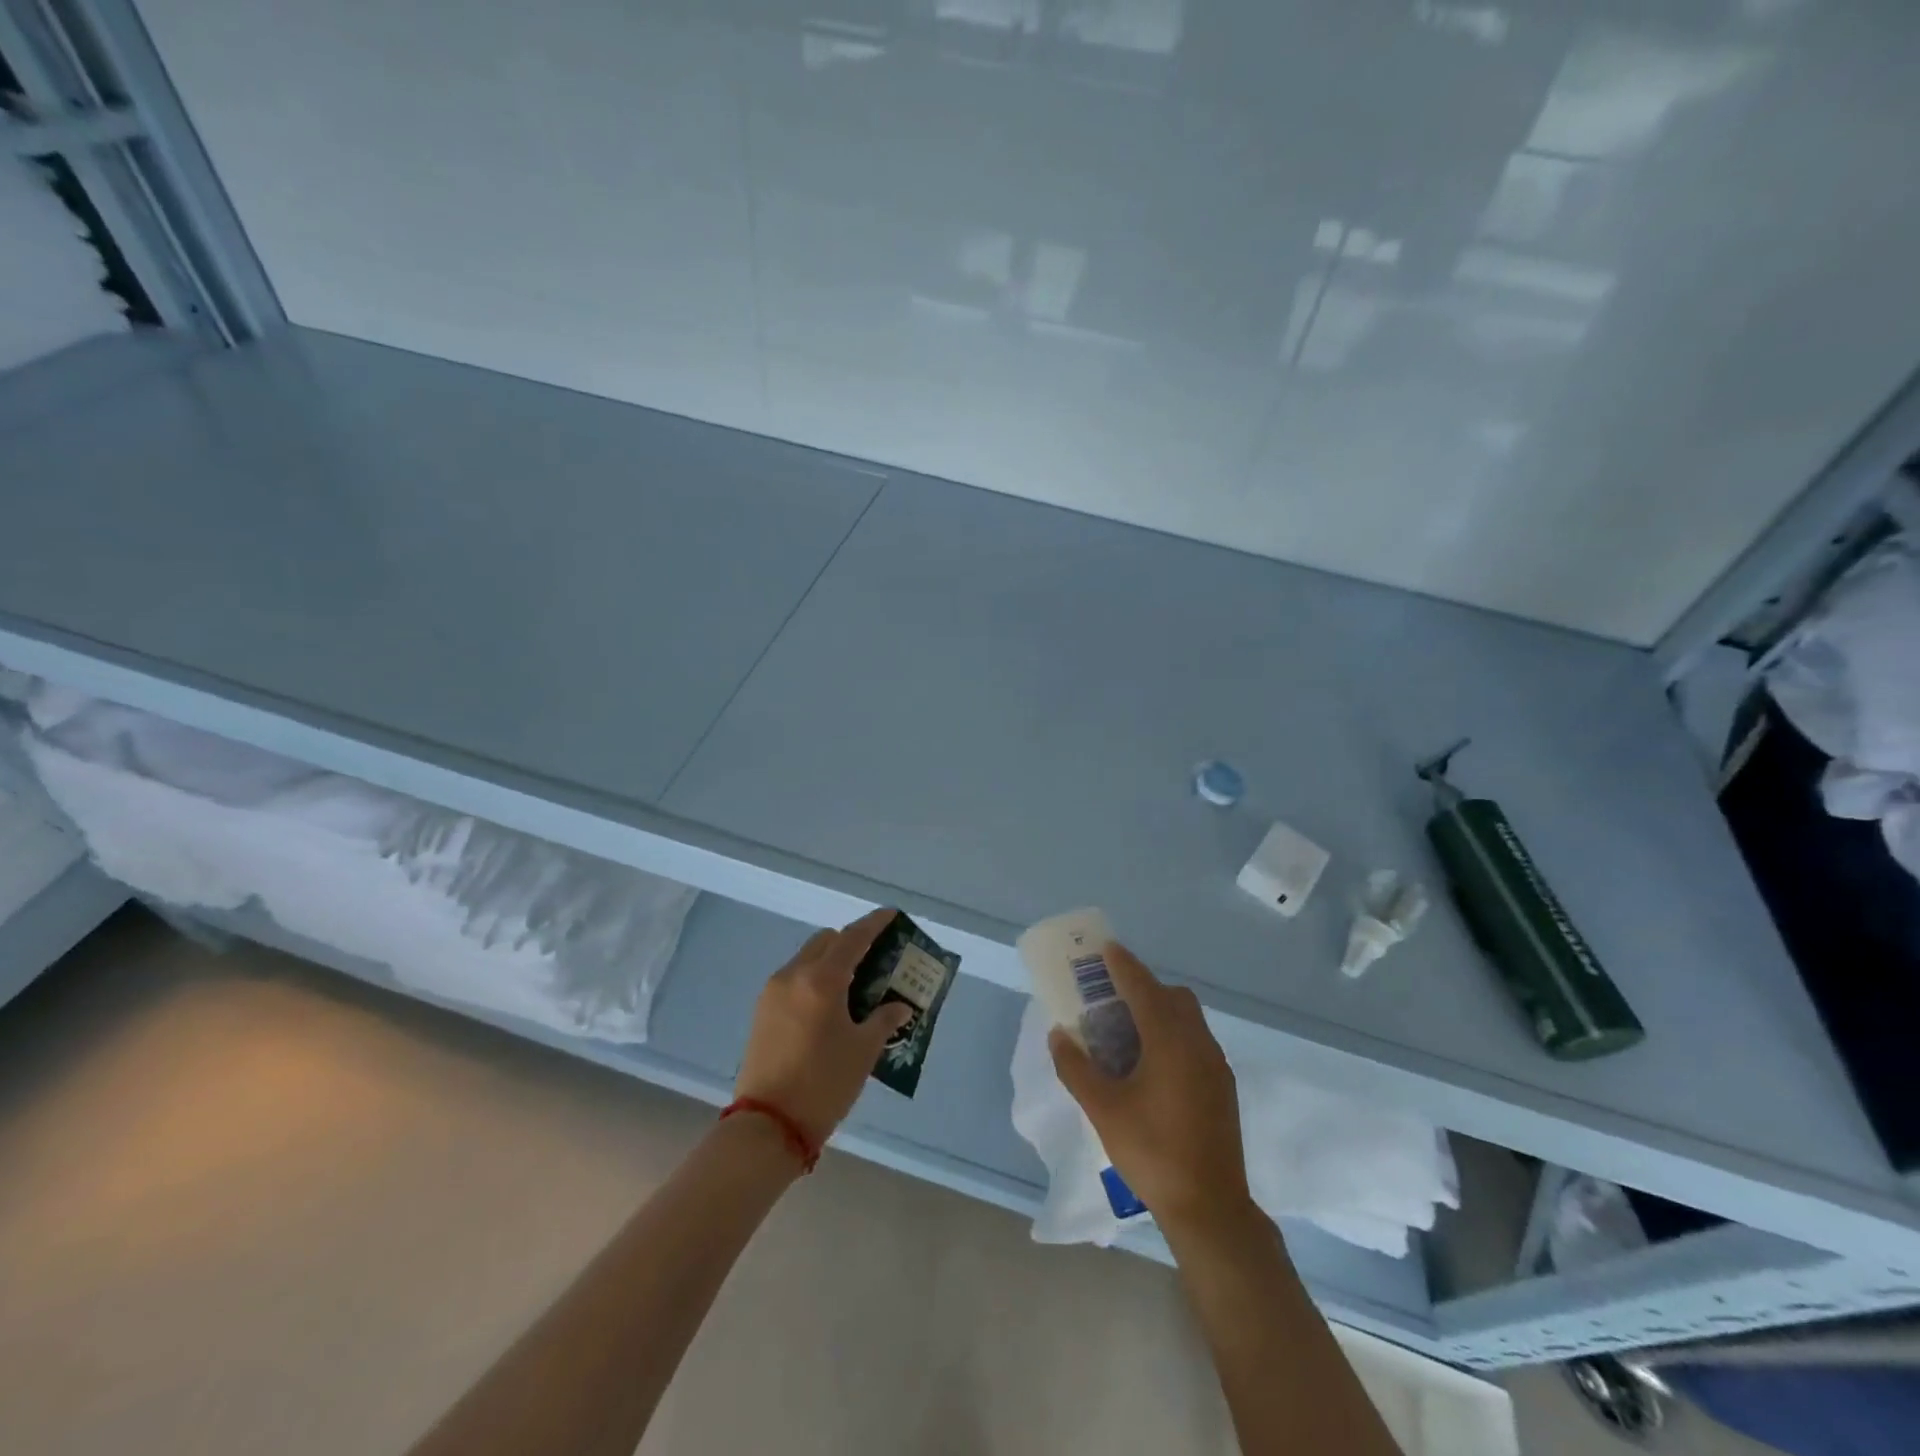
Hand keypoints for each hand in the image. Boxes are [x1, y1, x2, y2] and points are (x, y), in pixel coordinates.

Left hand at [735, 909, 912, 1149]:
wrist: (768, 1125)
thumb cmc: (824, 1083)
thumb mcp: (863, 1051)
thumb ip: (884, 1020)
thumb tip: (900, 1007)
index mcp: (822, 979)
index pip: (853, 937)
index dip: (874, 923)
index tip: (892, 914)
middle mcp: (794, 975)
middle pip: (826, 941)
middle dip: (851, 941)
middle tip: (876, 957)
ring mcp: (773, 992)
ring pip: (807, 958)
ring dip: (831, 959)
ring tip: (855, 982)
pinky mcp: (762, 1011)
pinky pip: (794, 978)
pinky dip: (814, 977)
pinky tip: (830, 1003)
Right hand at [1048, 943, 1252, 1234]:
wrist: (1210, 1207)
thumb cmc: (1152, 1152)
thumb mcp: (1103, 1110)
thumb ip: (1076, 1068)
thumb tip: (1058, 1035)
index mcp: (1170, 1041)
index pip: (1143, 987)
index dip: (1123, 965)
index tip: (1106, 948)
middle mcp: (1197, 1042)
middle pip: (1171, 996)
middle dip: (1142, 986)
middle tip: (1111, 997)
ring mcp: (1215, 1064)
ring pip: (1187, 1017)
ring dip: (1159, 1010)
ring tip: (1127, 1031)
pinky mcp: (1222, 1085)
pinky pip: (1195, 1039)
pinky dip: (1172, 1033)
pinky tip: (1151, 1063)